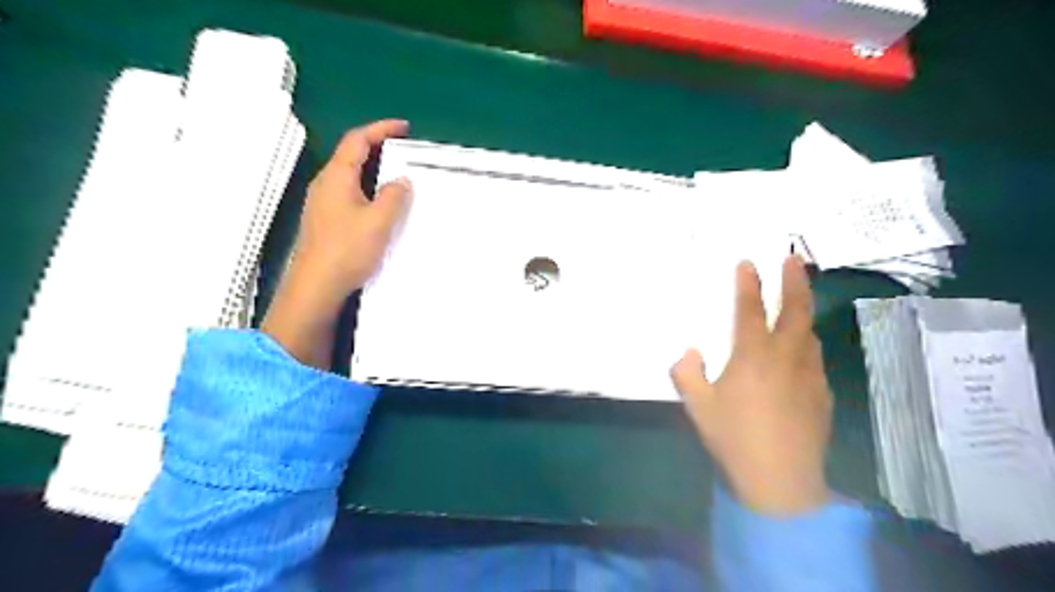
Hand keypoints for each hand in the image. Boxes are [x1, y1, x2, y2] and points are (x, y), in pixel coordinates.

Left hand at [263, 120, 410, 368]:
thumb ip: (393, 196)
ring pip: (349, 176)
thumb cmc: (347, 250)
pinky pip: (349, 193)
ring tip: (397, 176)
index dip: (380, 129)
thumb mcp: (379, 221)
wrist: (316, 286)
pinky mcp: (325, 220)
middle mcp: (325, 184)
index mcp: (337, 177)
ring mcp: (322, 203)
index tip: (403, 128)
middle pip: (351, 155)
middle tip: (404, 151)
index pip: (357, 141)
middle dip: (377, 148)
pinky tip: (380, 204)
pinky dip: (367, 189)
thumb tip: (401, 180)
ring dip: (372, 170)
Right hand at [670, 256, 837, 514]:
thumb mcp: (698, 406)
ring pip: (810, 333)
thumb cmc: (734, 437)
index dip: (748, 283)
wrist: (780, 479)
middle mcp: (785, 357)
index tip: (749, 262)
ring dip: (804, 311)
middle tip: (793, 259)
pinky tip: (799, 353)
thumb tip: (689, 352)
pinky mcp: (822, 394)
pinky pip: (814, 359)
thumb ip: (687, 373)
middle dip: (794, 281)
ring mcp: (809, 374)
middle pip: (796, 310)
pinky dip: (806, 345)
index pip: (751, 310)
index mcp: (753, 356)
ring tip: (798, 300)